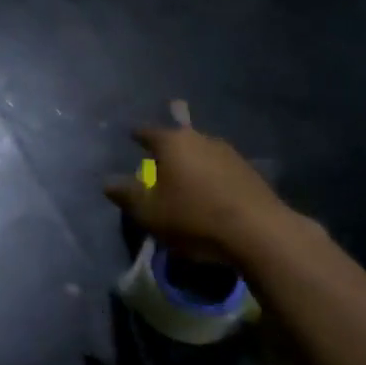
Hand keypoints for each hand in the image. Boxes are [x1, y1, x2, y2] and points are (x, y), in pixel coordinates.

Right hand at [103, 115, 306, 264]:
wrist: (257, 232)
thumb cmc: (193, 218)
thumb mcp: (149, 213)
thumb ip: (126, 195)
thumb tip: (108, 182)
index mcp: (173, 143)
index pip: (148, 132)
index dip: (138, 135)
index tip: (132, 137)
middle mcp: (202, 139)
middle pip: (178, 140)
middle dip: (167, 151)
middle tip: (157, 164)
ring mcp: (229, 153)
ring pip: (201, 154)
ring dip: (191, 165)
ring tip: (183, 182)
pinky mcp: (250, 172)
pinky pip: (220, 170)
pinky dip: (210, 178)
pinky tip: (208, 194)